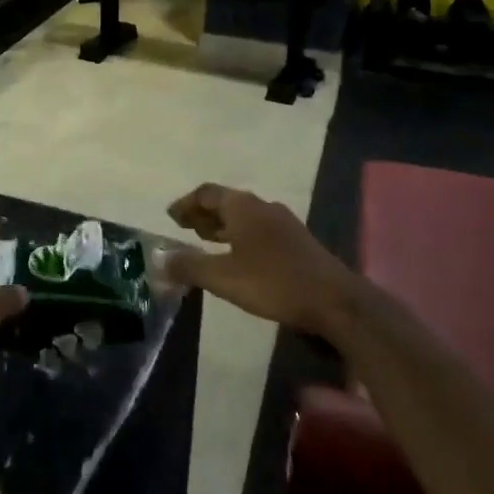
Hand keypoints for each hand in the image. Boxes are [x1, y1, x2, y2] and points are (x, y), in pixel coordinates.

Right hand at [161, 184, 356, 336]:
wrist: (335, 300)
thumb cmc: (274, 282)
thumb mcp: (223, 277)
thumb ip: (189, 266)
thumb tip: (158, 259)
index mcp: (242, 206)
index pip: (206, 193)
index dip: (186, 204)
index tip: (171, 218)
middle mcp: (262, 206)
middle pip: (226, 201)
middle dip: (203, 214)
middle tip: (185, 229)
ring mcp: (283, 222)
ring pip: (244, 216)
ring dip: (223, 225)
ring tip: (206, 242)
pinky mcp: (296, 241)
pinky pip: (258, 229)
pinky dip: (240, 236)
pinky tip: (238, 258)